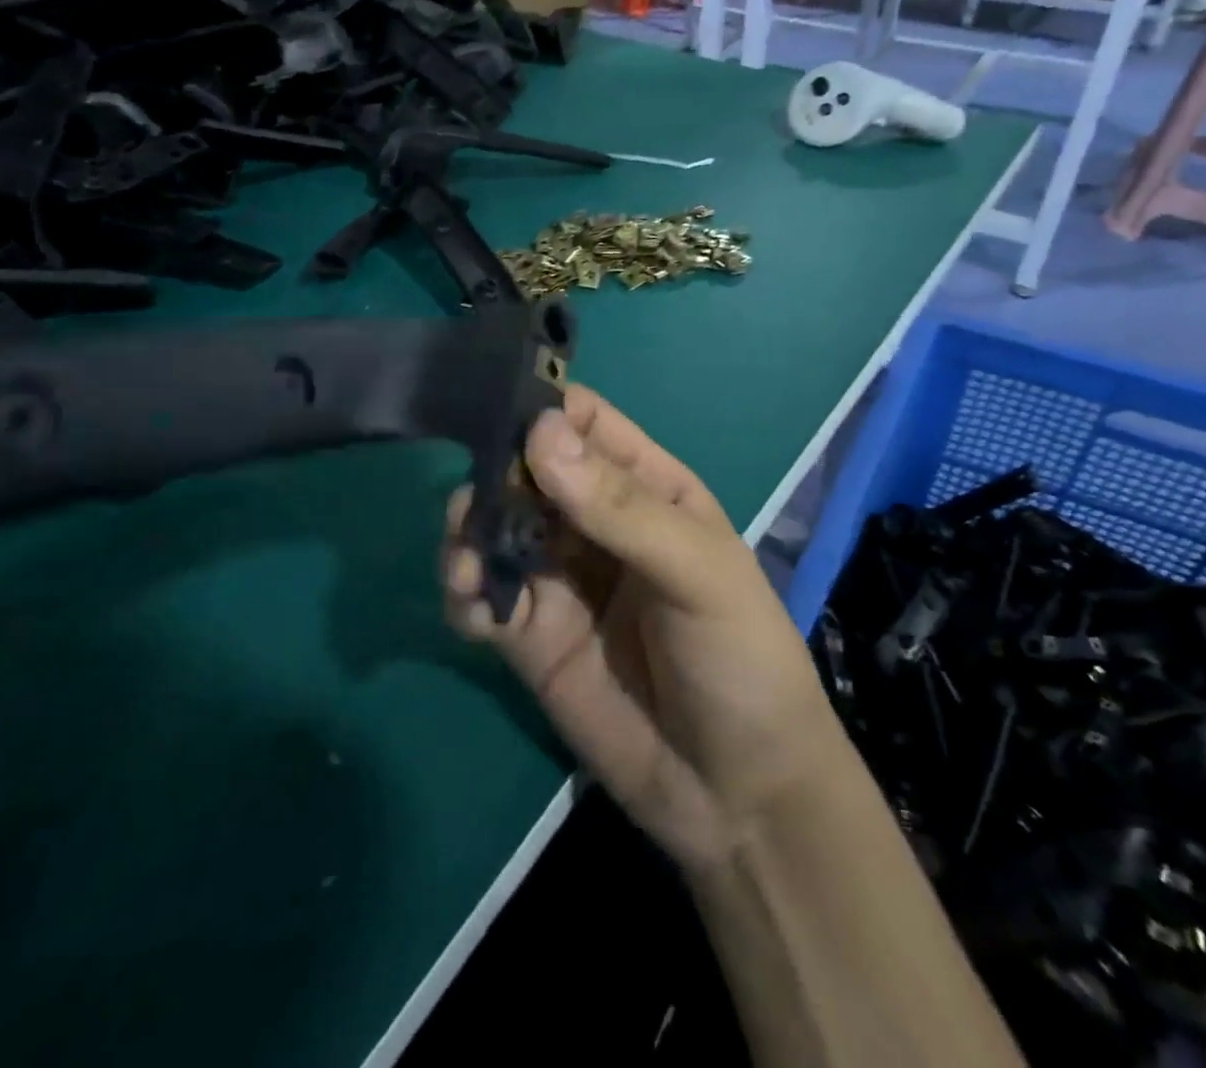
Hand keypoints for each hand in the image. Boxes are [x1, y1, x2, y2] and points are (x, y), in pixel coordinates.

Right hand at [441, 387, 845, 869]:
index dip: (543, 411)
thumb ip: (620, 506)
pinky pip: (484, 598)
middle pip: (528, 473)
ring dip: (469, 532)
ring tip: (465, 558)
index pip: (585, 423)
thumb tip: (539, 431)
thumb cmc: (740, 658)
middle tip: (474, 500)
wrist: (739, 794)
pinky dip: (464, 591)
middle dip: (494, 476)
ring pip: (496, 531)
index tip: (498, 415)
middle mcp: (597, 524)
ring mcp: (561, 580)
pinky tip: (468, 600)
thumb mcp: (697, 571)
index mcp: (649, 488)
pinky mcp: (531, 638)